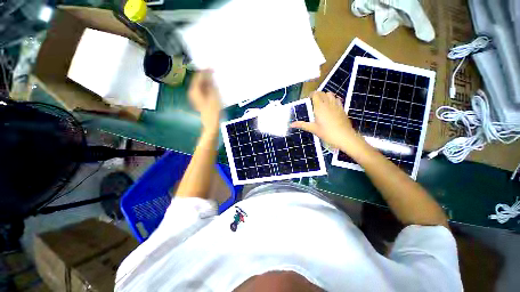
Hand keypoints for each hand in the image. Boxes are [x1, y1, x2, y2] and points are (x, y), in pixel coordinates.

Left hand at [189, 71, 221, 134]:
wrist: (211, 122)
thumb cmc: (213, 110)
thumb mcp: (213, 94)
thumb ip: (211, 83)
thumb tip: (209, 73)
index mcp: (194, 89)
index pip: (198, 76)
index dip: (205, 70)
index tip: (211, 65)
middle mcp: (193, 91)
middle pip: (199, 80)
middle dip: (206, 75)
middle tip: (214, 71)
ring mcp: (196, 96)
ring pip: (201, 84)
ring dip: (208, 80)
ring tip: (215, 77)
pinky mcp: (200, 99)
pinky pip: (203, 89)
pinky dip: (208, 86)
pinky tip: (214, 86)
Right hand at [290, 92, 365, 153]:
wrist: (344, 136)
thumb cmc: (327, 133)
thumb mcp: (313, 129)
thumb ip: (302, 125)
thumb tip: (291, 124)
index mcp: (319, 107)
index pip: (315, 95)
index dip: (311, 95)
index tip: (308, 98)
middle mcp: (328, 103)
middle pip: (322, 93)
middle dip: (317, 95)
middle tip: (313, 101)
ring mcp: (336, 105)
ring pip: (330, 94)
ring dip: (325, 95)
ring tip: (321, 102)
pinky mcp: (342, 108)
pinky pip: (337, 99)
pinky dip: (332, 99)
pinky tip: (330, 106)